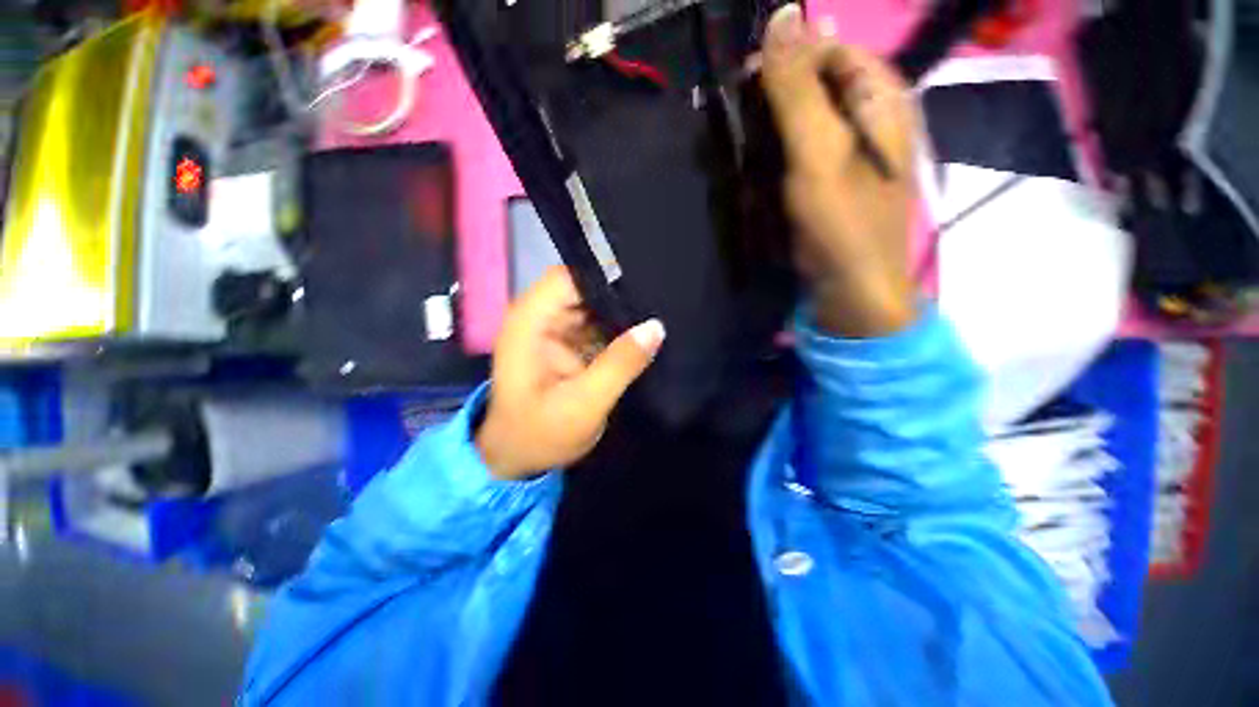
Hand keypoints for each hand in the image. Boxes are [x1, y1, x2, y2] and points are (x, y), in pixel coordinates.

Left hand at [475, 267, 665, 479]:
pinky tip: (643, 333)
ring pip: (592, 306)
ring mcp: (553, 331)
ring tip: (658, 314)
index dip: (603, 276)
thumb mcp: (584, 403)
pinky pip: (596, 325)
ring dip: (621, 312)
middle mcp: (538, 319)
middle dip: (618, 294)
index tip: (644, 283)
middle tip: (659, 301)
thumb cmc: (541, 435)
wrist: (518, 461)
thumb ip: (620, 364)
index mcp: (529, 323)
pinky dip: (617, 329)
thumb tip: (656, 326)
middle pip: (582, 289)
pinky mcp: (566, 345)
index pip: (567, 278)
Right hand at [759, 4, 917, 336]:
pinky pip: (801, 152)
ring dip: (773, 136)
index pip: (828, 49)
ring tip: (755, 164)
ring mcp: (851, 149)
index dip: (786, 61)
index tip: (746, 89)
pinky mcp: (834, 178)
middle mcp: (870, 115)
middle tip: (749, 136)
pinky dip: (779, 160)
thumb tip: (782, 12)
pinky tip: (766, 180)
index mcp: (880, 95)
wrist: (852, 285)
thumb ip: (799, 86)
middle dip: (775, 105)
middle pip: (816, 85)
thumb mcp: (818, 150)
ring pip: (804, 120)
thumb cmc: (840, 219)